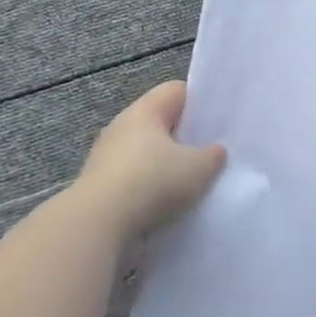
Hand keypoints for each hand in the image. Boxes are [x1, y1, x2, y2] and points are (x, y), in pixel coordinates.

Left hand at [74, 81, 225, 232]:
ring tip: (190, 182)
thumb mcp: (199, 168)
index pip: (176, 91)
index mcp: (145, 110)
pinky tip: (166, 203)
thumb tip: (215, 150)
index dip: (200, 101)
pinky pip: (133, 177)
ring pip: (146, 151)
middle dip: (184, 136)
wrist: (97, 226)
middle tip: (210, 151)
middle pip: (160, 122)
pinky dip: (149, 187)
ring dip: (165, 164)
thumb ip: (213, 155)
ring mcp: (106, 156)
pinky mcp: (98, 186)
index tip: (218, 120)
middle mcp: (122, 126)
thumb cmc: (152, 182)